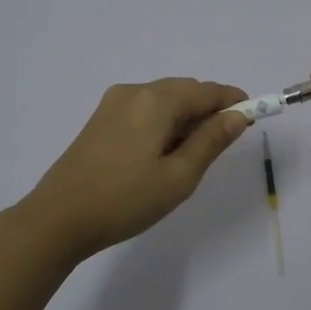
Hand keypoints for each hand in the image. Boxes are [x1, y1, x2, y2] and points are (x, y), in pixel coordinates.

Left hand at [18, 79, 250, 259]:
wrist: (57, 219)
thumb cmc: (125, 200)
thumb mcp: (179, 176)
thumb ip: (211, 141)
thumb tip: (238, 115)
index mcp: (156, 100)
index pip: (207, 90)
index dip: (233, 101)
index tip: (252, 119)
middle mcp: (134, 92)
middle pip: (184, 91)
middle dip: (208, 110)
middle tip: (222, 144)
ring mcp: (113, 104)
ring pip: (163, 100)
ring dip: (185, 118)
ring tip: (191, 155)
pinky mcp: (100, 120)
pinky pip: (144, 110)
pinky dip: (163, 122)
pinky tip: (162, 153)